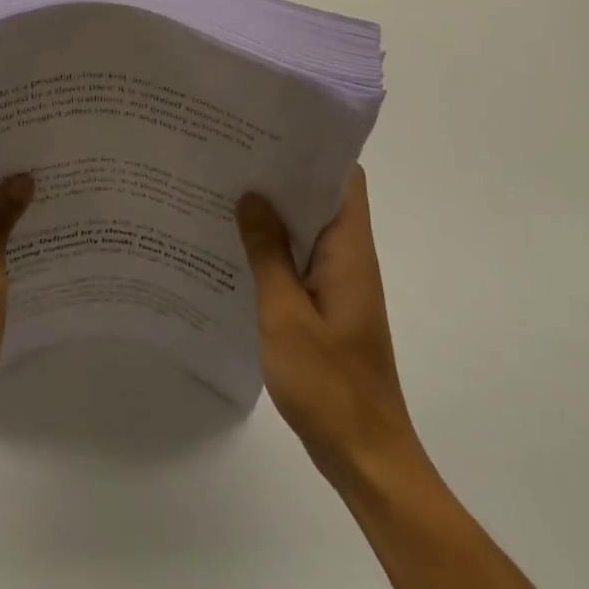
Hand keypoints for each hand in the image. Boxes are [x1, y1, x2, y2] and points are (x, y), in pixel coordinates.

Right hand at [236, 168, 420, 484]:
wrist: (366, 458)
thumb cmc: (330, 385)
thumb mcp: (286, 315)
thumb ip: (268, 253)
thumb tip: (251, 196)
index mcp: (349, 251)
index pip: (344, 179)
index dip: (313, 149)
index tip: (269, 131)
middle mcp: (348, 258)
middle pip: (319, 198)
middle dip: (279, 175)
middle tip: (230, 155)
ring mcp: (337, 284)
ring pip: (305, 230)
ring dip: (271, 212)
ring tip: (222, 190)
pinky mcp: (324, 307)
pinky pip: (297, 260)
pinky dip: (270, 247)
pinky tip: (232, 246)